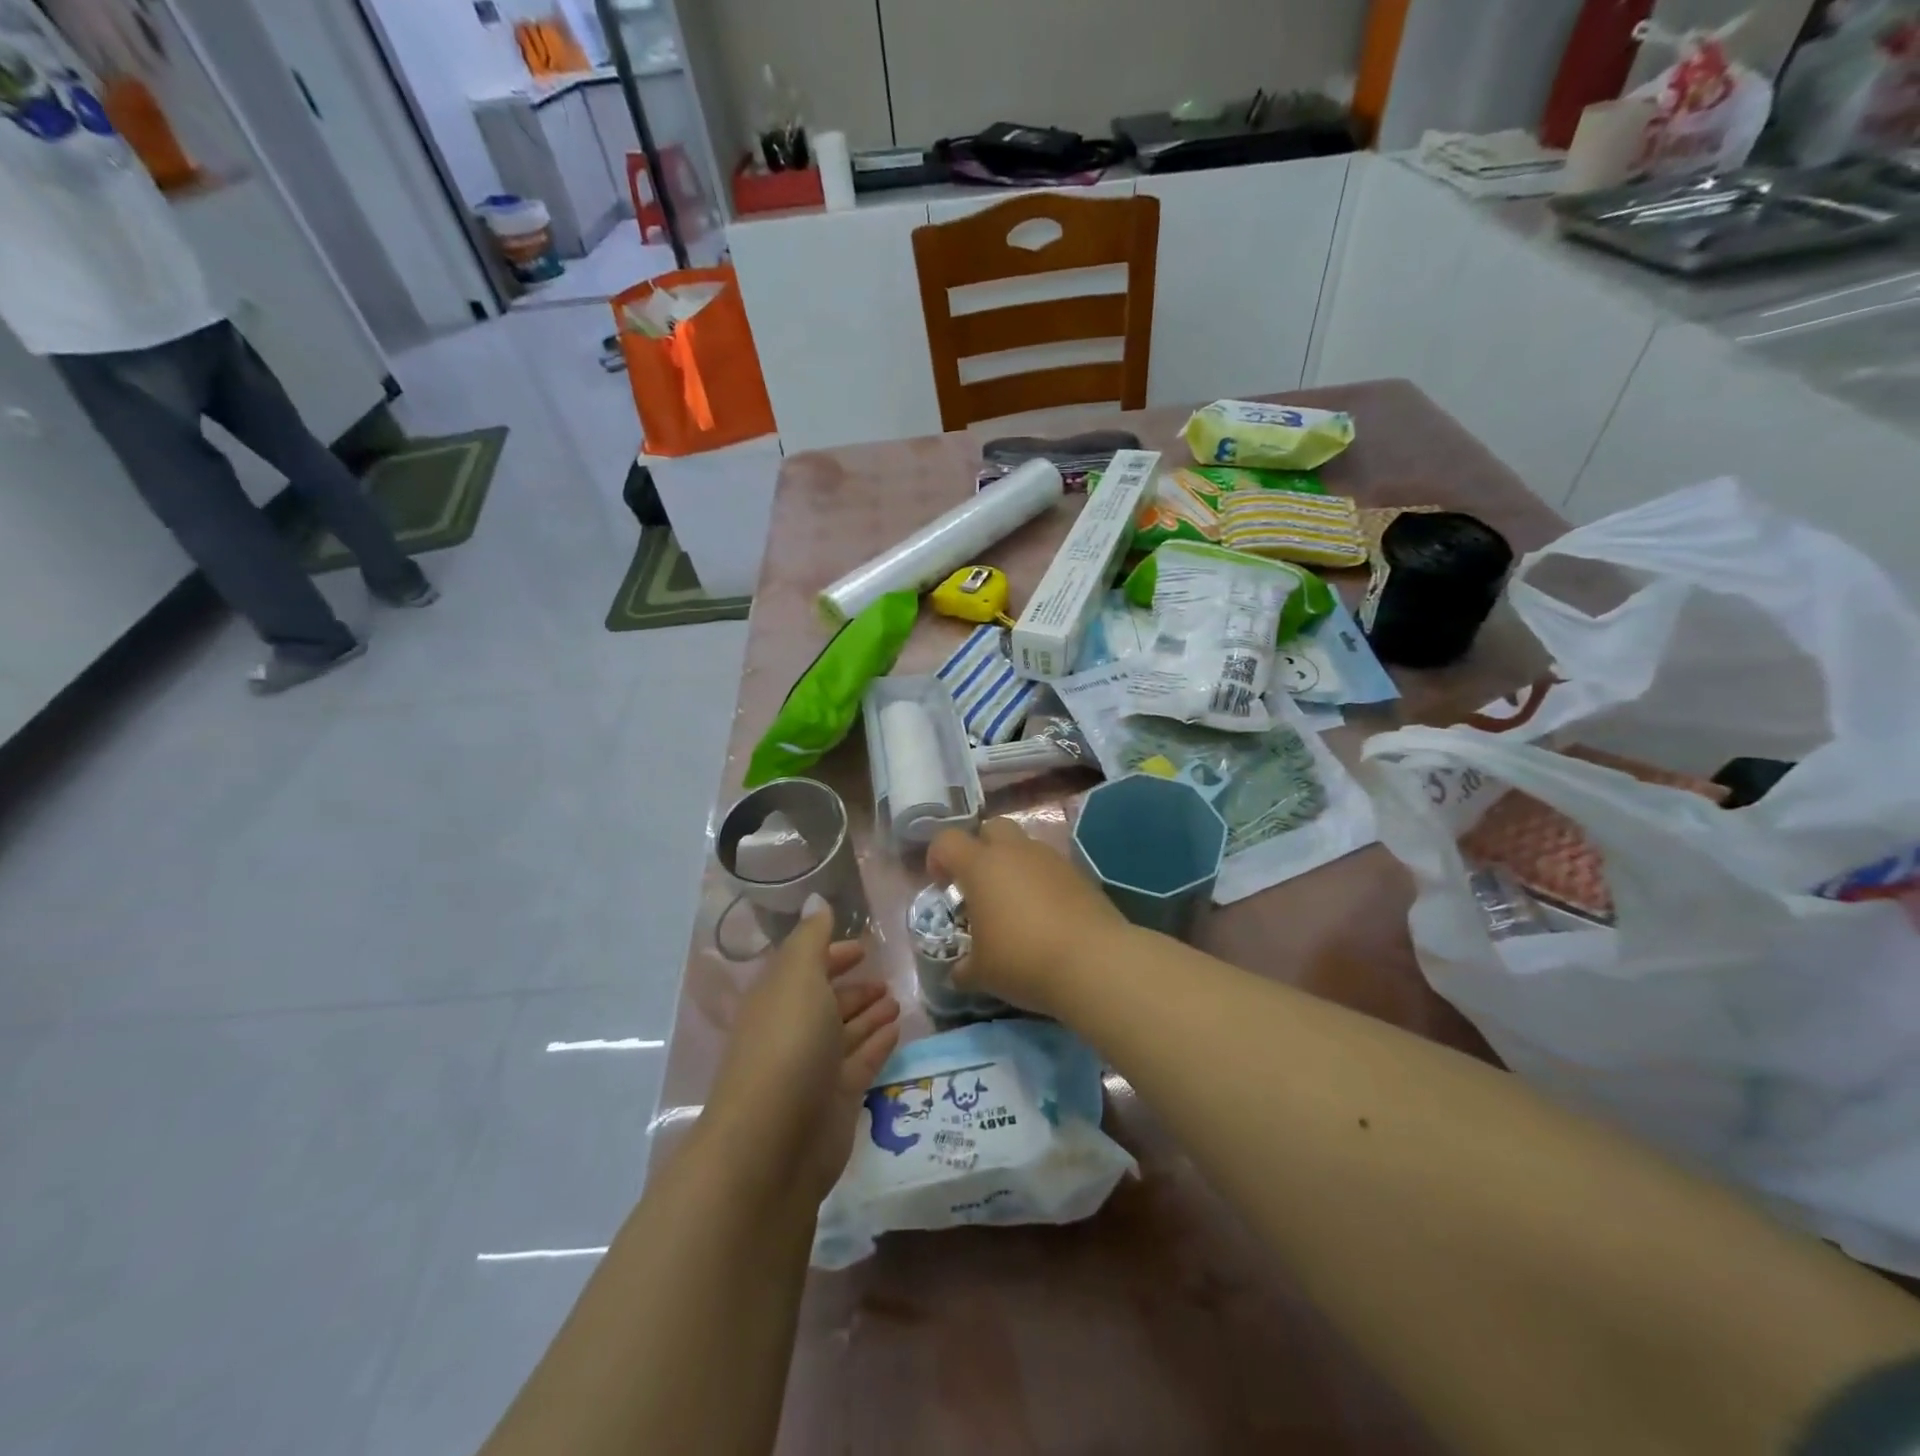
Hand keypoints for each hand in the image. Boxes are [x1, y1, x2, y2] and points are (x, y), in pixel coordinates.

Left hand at [703, 910, 900, 1204]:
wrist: (774, 1142)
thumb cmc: (786, 1044)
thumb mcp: (798, 978)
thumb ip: (812, 939)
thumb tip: (816, 901)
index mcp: (778, 999)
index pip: (806, 968)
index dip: (832, 955)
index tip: (863, 947)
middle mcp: (794, 1030)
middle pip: (827, 1002)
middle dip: (854, 988)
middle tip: (887, 978)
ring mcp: (815, 1067)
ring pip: (846, 1032)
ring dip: (870, 1013)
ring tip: (898, 999)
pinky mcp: (837, 1099)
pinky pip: (862, 1061)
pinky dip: (878, 1042)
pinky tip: (897, 1028)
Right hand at [928, 817, 1130, 1019]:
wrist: (1094, 962)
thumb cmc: (1023, 961)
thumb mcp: (982, 973)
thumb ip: (964, 967)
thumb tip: (960, 972)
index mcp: (981, 866)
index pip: (947, 840)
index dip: (937, 857)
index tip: (942, 885)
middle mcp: (1015, 852)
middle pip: (991, 827)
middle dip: (981, 848)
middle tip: (979, 885)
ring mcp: (1051, 859)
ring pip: (1025, 846)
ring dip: (1014, 865)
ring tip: (1015, 905)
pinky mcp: (1080, 873)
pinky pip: (1051, 867)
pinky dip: (1042, 882)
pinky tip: (1045, 916)